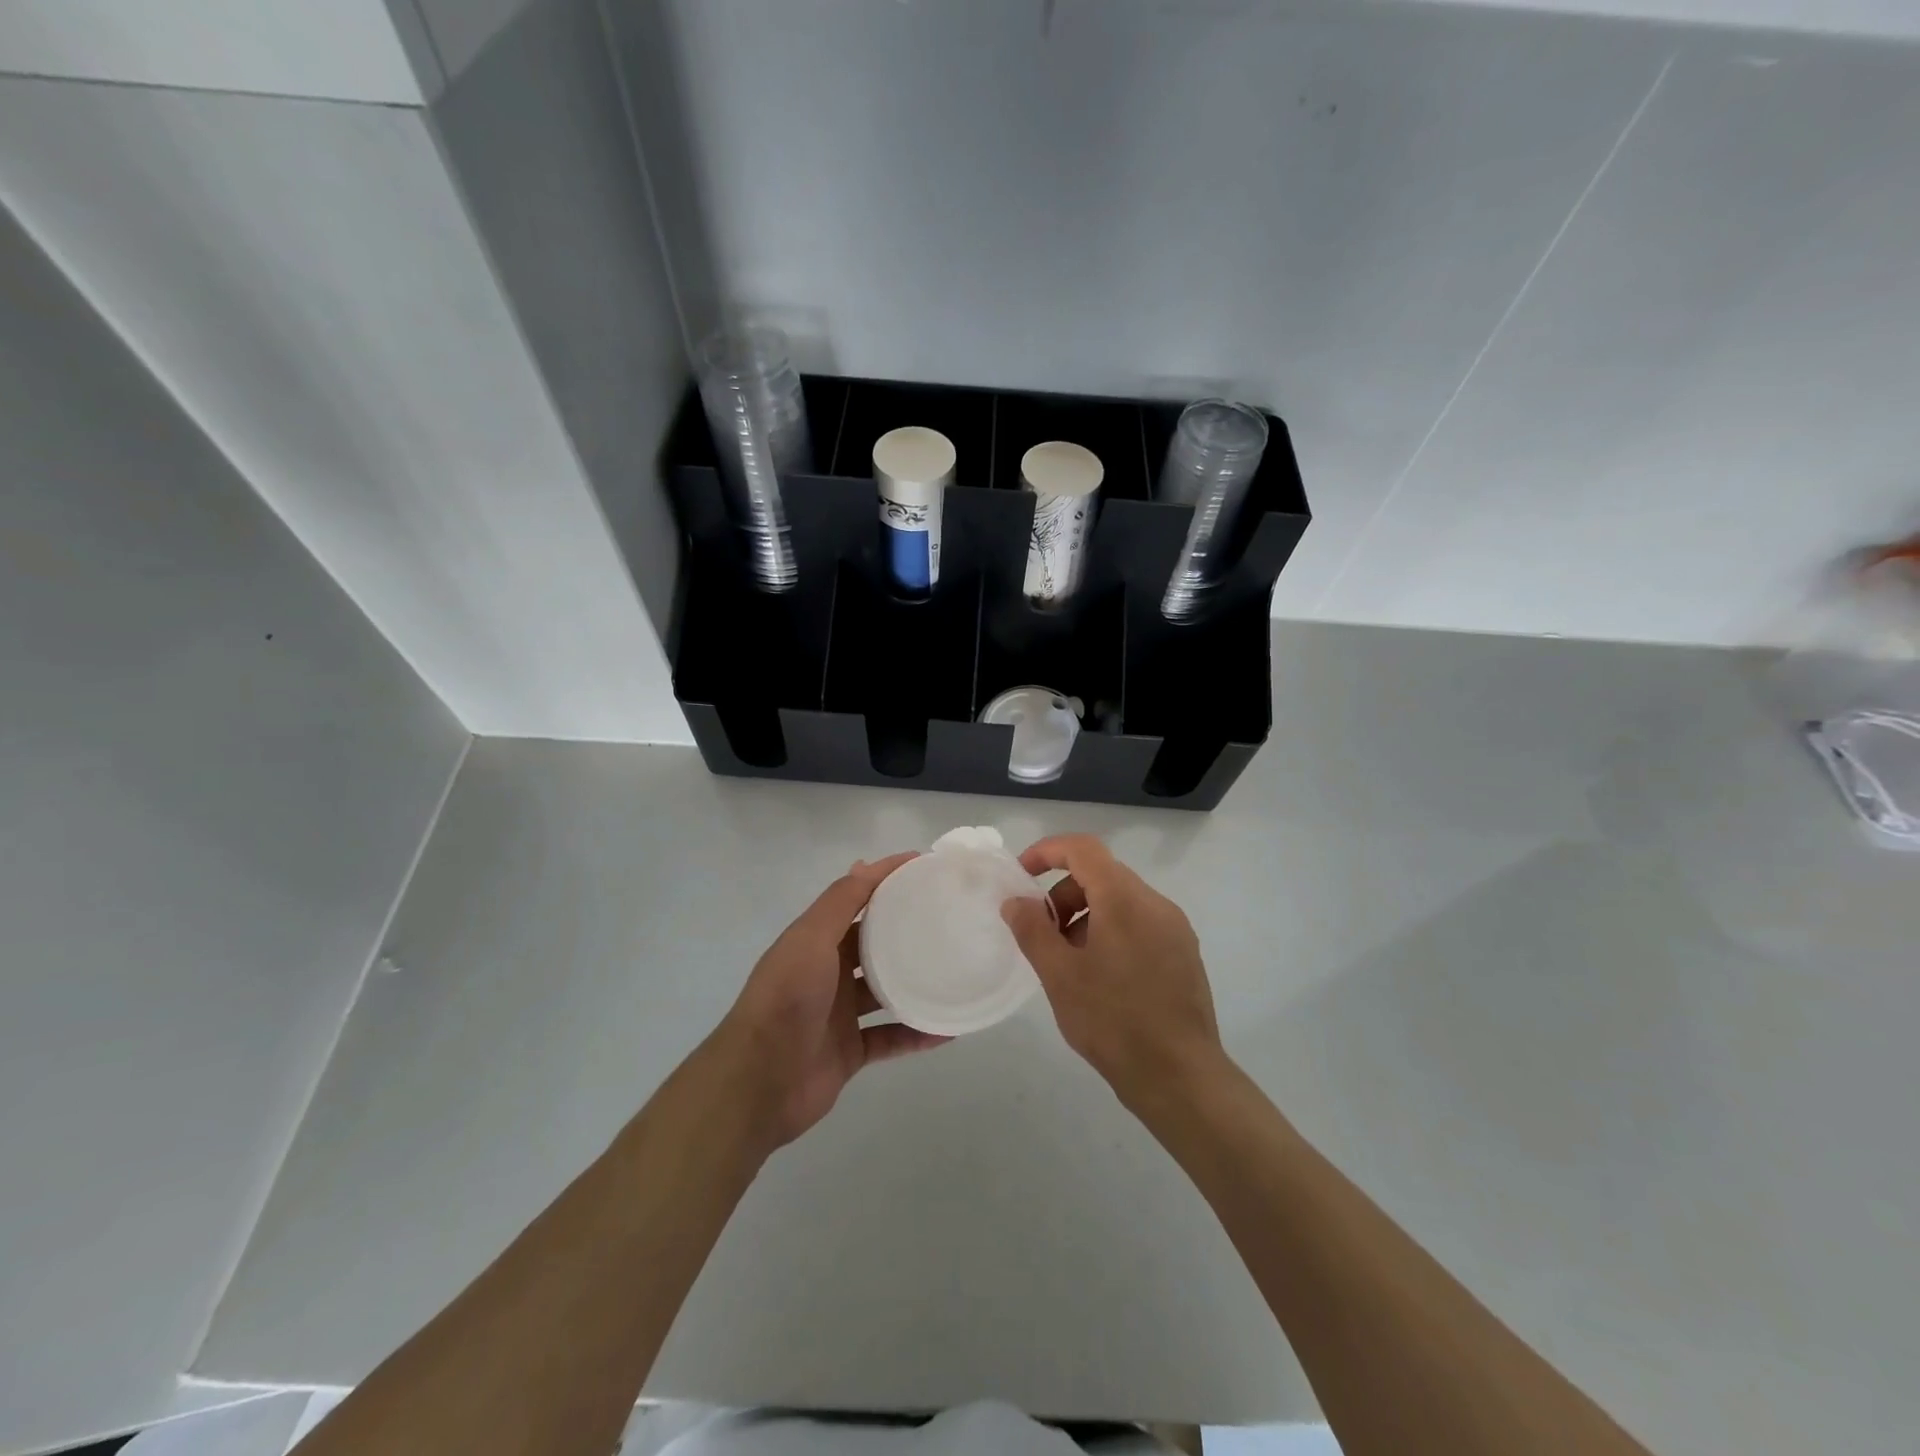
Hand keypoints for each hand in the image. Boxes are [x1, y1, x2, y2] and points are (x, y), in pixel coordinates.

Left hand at [719, 854, 947, 1147]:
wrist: (759, 1081)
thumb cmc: (786, 997)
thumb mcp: (810, 938)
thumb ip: (840, 902)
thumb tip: (867, 863)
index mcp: (815, 941)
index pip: (856, 899)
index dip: (886, 880)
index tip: (925, 866)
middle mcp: (827, 972)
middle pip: (873, 944)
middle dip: (906, 930)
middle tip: (949, 917)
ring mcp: (839, 1014)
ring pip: (885, 991)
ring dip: (915, 982)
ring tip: (955, 969)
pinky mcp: (850, 1051)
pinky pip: (891, 1037)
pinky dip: (917, 1033)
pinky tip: (948, 1028)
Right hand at [1002, 835, 1225, 1105]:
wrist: (1180, 1077)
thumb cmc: (1113, 1021)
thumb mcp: (1059, 975)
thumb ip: (1032, 930)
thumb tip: (1016, 901)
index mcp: (1125, 899)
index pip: (1083, 848)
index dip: (1047, 852)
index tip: (1021, 875)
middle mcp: (1155, 903)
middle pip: (1101, 875)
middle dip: (1064, 895)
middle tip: (1042, 936)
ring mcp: (1175, 928)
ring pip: (1120, 901)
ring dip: (1086, 916)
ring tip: (1069, 963)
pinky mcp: (1184, 953)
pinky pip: (1139, 924)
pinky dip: (1110, 932)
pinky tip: (1099, 977)